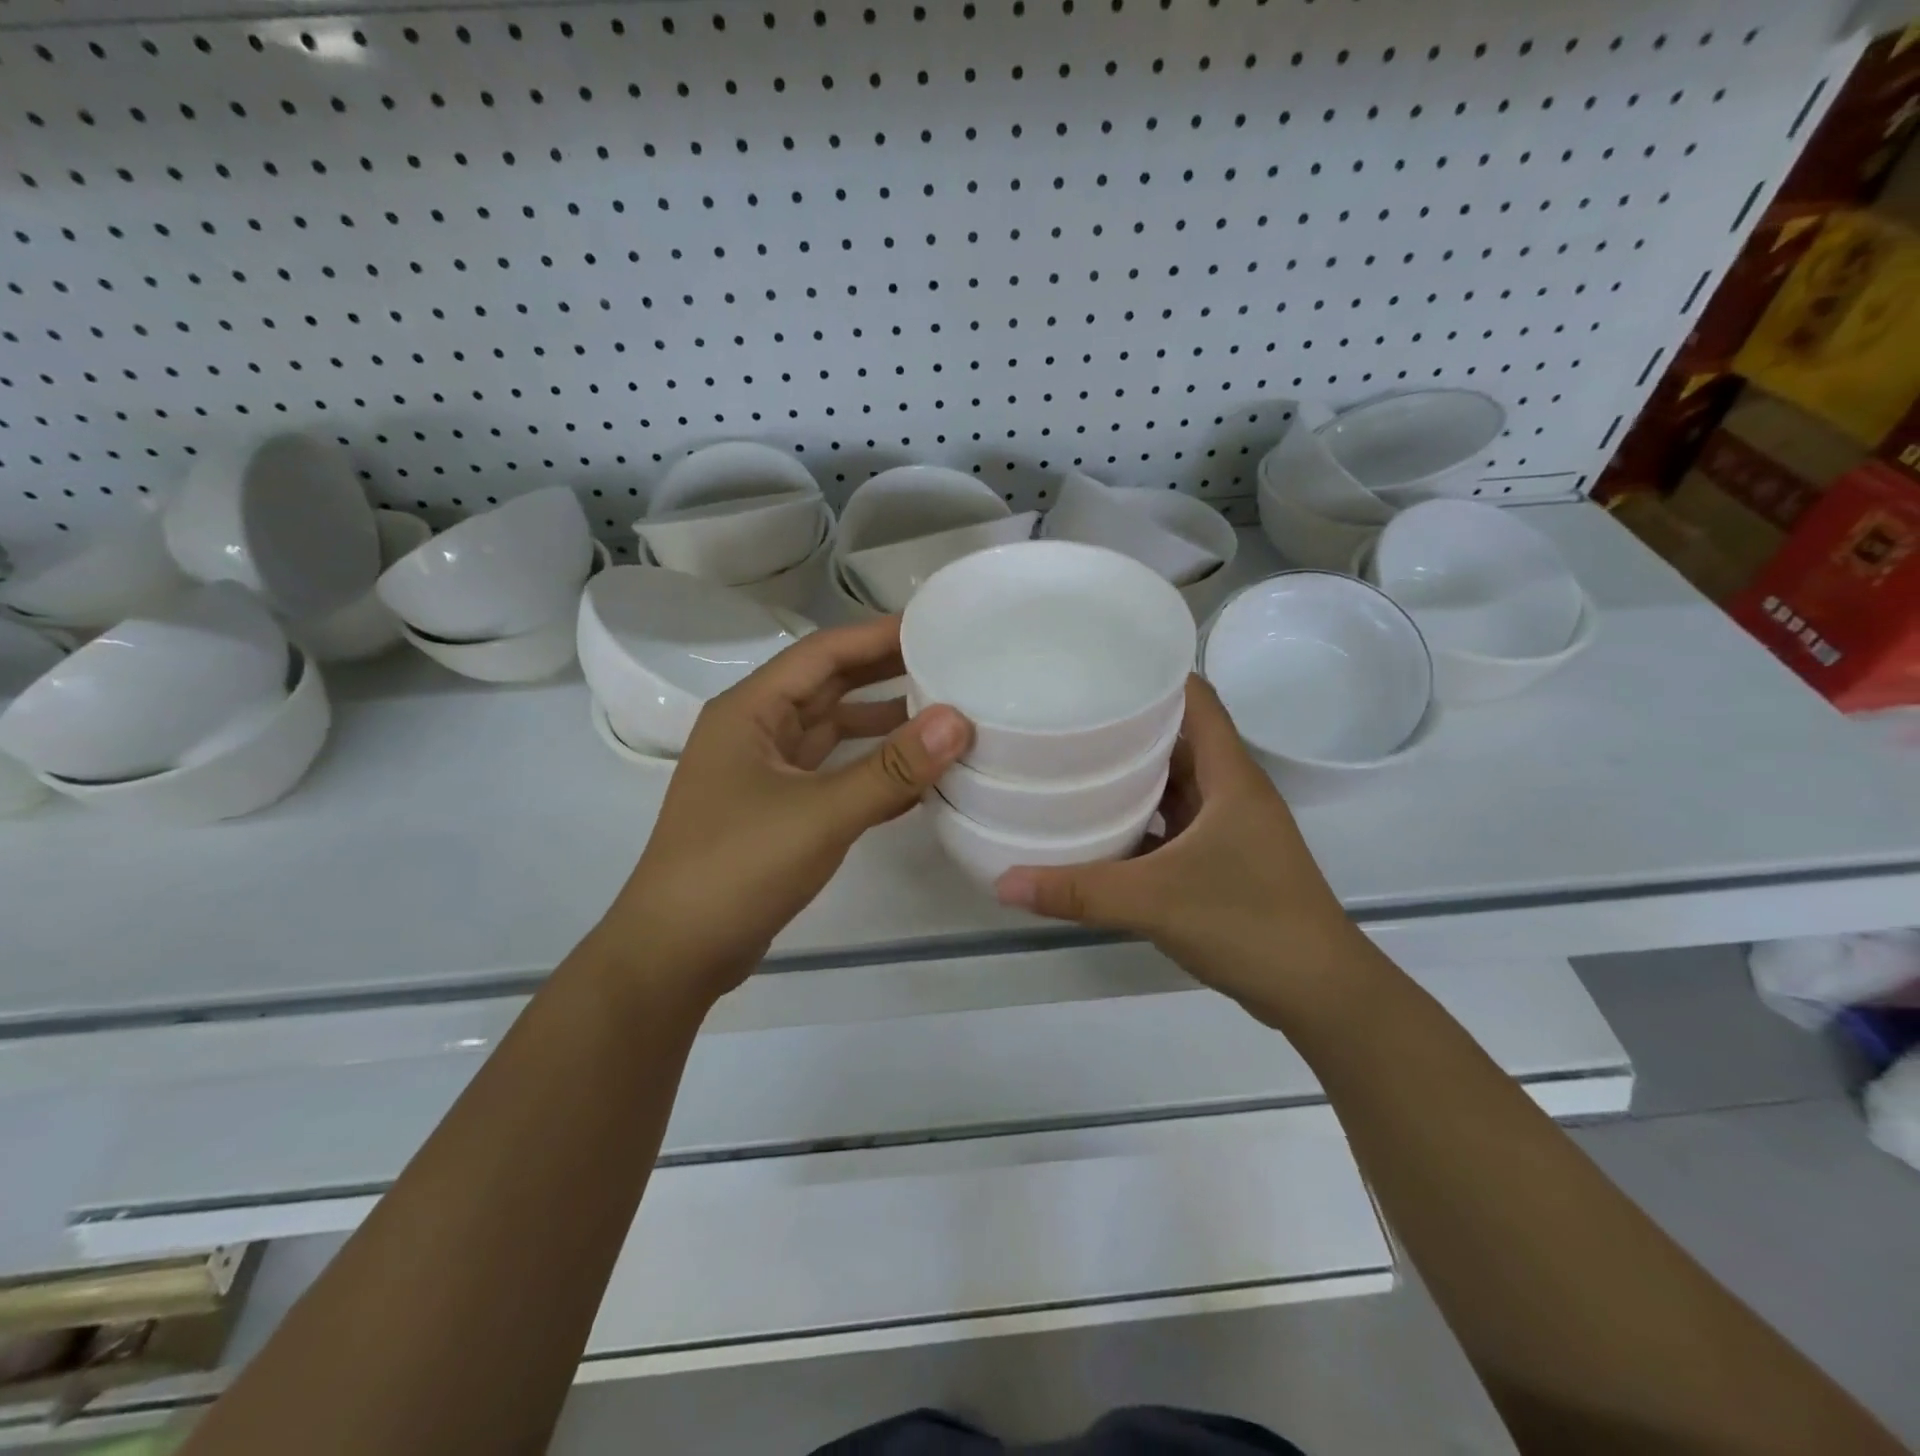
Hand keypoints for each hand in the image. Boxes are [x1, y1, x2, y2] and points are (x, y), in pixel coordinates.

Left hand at [601, 617, 971, 1001]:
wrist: (677, 953)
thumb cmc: (737, 867)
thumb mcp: (820, 814)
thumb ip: (891, 769)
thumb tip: (957, 721)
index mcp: (750, 710)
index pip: (822, 652)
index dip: (878, 635)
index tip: (935, 623)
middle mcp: (756, 731)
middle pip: (828, 686)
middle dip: (885, 673)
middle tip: (951, 662)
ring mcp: (766, 773)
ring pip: (833, 732)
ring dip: (882, 723)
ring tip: (944, 714)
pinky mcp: (778, 811)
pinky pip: (834, 774)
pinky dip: (872, 770)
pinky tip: (917, 776)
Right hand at [994, 676, 1359, 1021]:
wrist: (1319, 993)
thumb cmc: (1249, 923)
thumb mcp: (1155, 901)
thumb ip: (1078, 891)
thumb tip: (1002, 882)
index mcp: (1229, 775)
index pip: (1195, 698)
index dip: (1154, 674)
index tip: (1099, 668)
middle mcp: (1231, 791)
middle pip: (1177, 738)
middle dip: (1127, 726)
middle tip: (1066, 716)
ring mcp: (1229, 828)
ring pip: (1174, 784)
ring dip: (1131, 776)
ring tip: (1071, 764)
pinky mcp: (1223, 862)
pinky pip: (1174, 824)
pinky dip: (1140, 822)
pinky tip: (1098, 830)